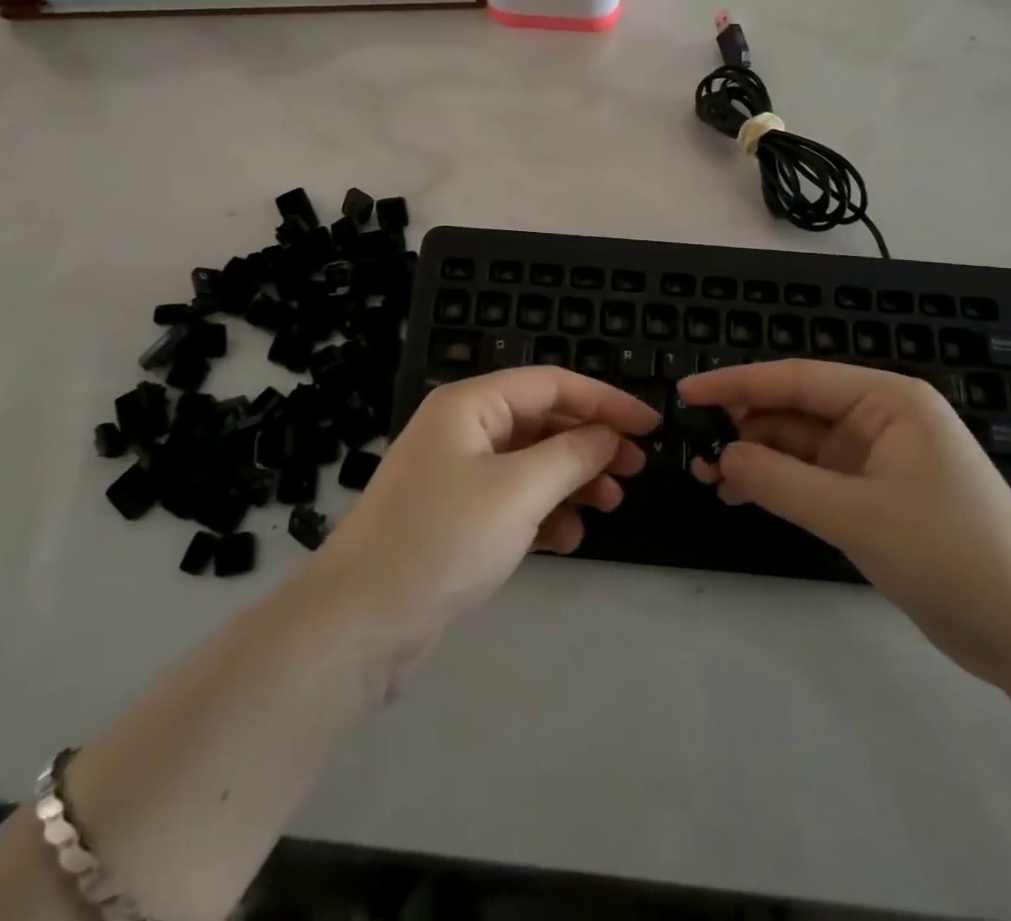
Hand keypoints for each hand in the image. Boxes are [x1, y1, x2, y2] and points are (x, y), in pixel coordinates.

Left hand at [316, 367, 654, 654]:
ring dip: (572, 480)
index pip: (551, 384)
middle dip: (590, 442)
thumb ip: (572, 455)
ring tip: (609, 506)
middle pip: (542, 421)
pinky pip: (513, 501)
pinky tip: (568, 541)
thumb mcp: (518, 491)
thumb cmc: (442, 539)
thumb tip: (609, 435)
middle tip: (635, 470)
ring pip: (531, 463)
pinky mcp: (456, 518)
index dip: (605, 400)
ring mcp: (457, 474)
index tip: (650, 425)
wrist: (359, 625)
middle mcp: (463, 429)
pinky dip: (544, 514)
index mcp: (470, 404)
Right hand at [682, 360, 1010, 689]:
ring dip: (757, 459)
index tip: (686, 393)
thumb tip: (723, 457)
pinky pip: (813, 478)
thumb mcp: (857, 516)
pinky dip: (778, 485)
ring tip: (712, 480)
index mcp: (889, 400)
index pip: (797, 379)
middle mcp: (881, 419)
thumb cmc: (952, 556)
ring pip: (799, 446)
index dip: (737, 383)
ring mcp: (878, 459)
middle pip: (795, 410)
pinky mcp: (875, 496)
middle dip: (744, 427)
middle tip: (694, 450)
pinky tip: (743, 497)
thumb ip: (781, 481)